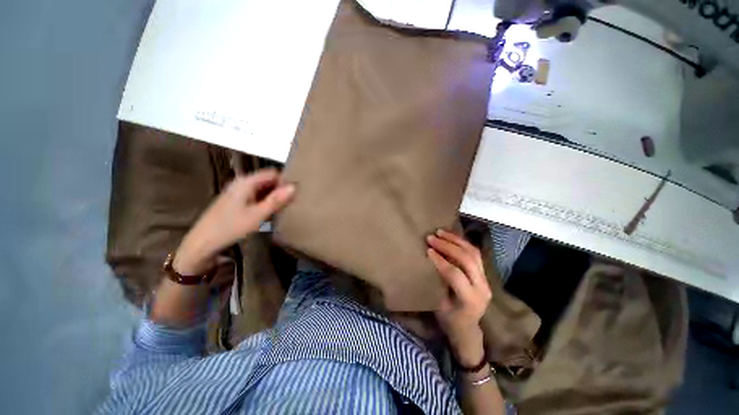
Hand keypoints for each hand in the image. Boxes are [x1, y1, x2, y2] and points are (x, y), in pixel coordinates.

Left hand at [173, 169, 294, 275]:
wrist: (202, 243)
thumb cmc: (231, 227)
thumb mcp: (258, 215)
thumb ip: (276, 200)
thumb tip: (294, 186)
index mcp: (246, 182)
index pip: (272, 173)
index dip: (285, 180)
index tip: (298, 191)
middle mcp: (242, 183)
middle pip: (267, 180)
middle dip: (281, 189)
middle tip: (295, 200)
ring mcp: (238, 192)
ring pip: (263, 189)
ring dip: (274, 196)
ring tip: (287, 206)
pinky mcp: (236, 202)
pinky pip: (256, 196)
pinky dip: (266, 201)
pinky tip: (272, 211)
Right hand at [427, 229, 491, 366]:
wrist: (468, 329)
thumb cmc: (450, 321)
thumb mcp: (439, 306)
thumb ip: (438, 284)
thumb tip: (429, 261)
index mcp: (470, 300)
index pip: (455, 274)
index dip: (440, 260)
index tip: (427, 250)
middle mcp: (482, 287)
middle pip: (467, 260)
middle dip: (448, 246)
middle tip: (431, 237)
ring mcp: (486, 279)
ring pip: (473, 253)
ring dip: (456, 240)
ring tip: (440, 232)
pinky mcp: (484, 274)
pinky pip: (475, 253)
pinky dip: (462, 243)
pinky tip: (451, 237)